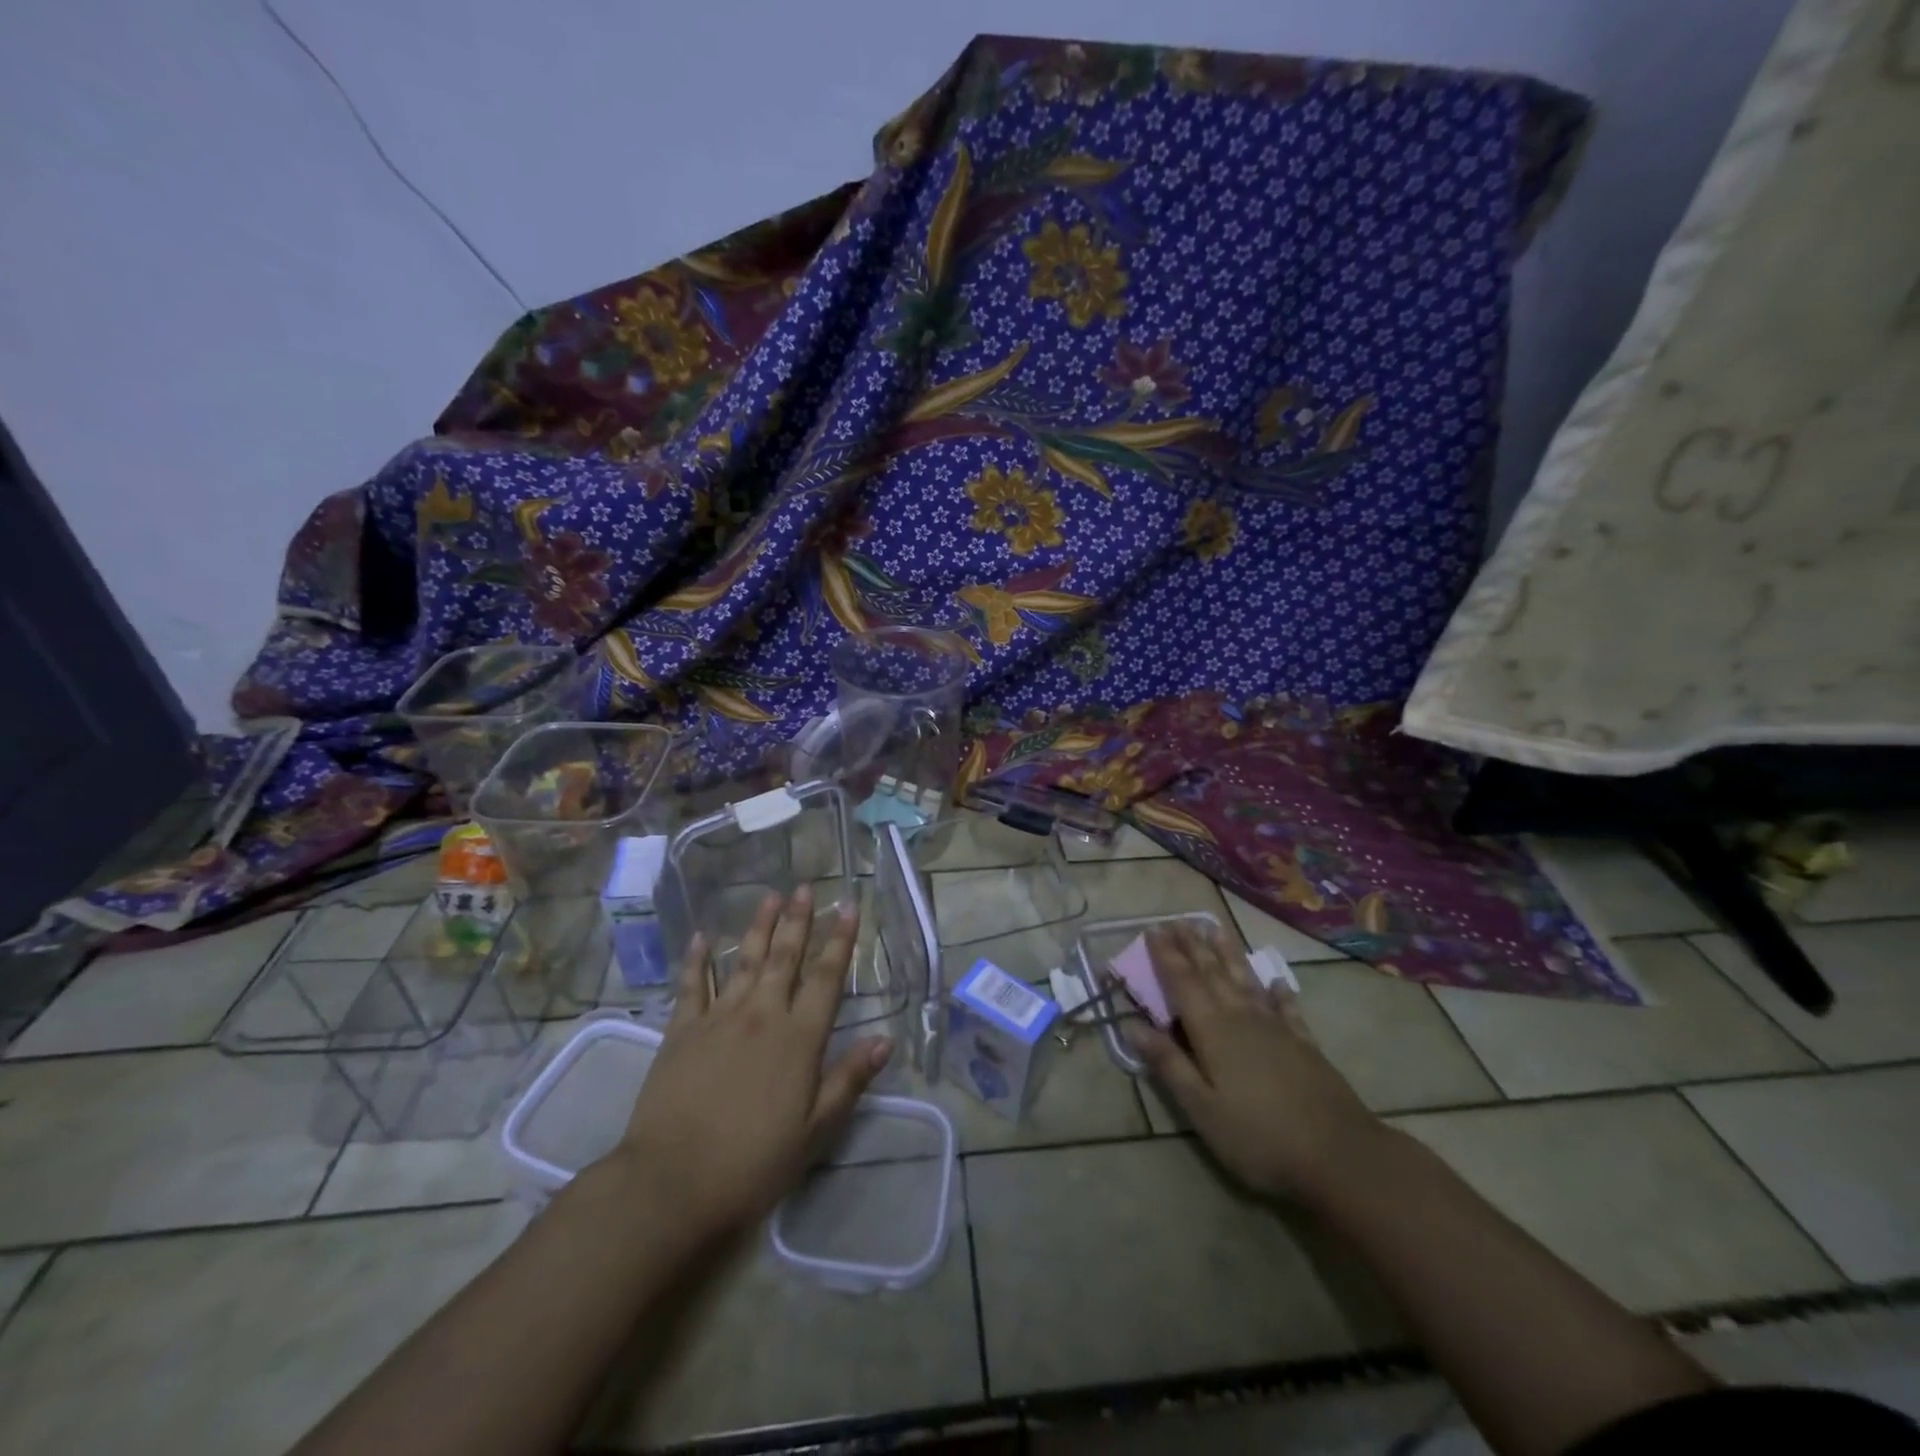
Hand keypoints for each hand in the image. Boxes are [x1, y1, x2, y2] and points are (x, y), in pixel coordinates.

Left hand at [612, 886, 892, 1244]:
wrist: (672, 1184)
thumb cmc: (753, 1163)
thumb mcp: (815, 1131)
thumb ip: (849, 1080)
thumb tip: (885, 1039)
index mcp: (799, 1039)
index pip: (826, 978)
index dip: (840, 941)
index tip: (849, 907)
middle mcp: (762, 1015)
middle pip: (785, 958)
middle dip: (798, 921)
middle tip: (806, 888)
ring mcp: (718, 1019)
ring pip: (744, 961)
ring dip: (759, 927)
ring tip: (770, 897)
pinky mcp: (681, 1032)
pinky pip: (692, 985)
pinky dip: (697, 959)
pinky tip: (701, 937)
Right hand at [1124, 921, 1383, 1206]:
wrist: (1340, 1155)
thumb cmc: (1259, 1137)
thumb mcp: (1202, 1109)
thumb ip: (1169, 1064)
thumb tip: (1132, 1027)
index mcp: (1212, 1031)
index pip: (1183, 983)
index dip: (1166, 956)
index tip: (1153, 929)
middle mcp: (1241, 1018)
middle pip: (1212, 973)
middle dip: (1193, 946)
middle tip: (1179, 920)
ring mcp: (1276, 1028)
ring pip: (1245, 980)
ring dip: (1228, 954)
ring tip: (1216, 928)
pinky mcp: (1304, 1043)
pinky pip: (1286, 1007)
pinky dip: (1278, 991)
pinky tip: (1276, 980)